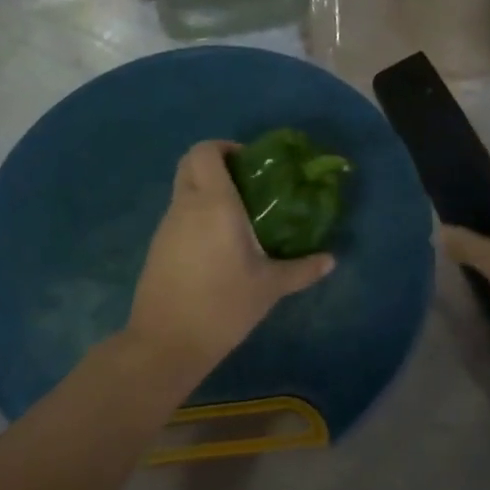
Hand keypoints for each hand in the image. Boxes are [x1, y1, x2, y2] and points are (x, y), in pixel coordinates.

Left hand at [125, 141, 333, 381]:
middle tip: (245, 184)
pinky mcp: (158, 247)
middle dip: (214, 163)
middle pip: (189, 163)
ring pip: (183, 190)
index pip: (206, 151)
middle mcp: (186, 206)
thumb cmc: (224, 305)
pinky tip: (217, 246)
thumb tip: (331, 260)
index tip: (250, 163)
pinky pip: (178, 216)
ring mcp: (167, 226)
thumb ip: (302, 269)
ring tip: (238, 218)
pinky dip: (196, 216)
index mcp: (214, 203)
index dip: (225, 147)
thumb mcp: (270, 287)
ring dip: (206, 191)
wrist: (167, 342)